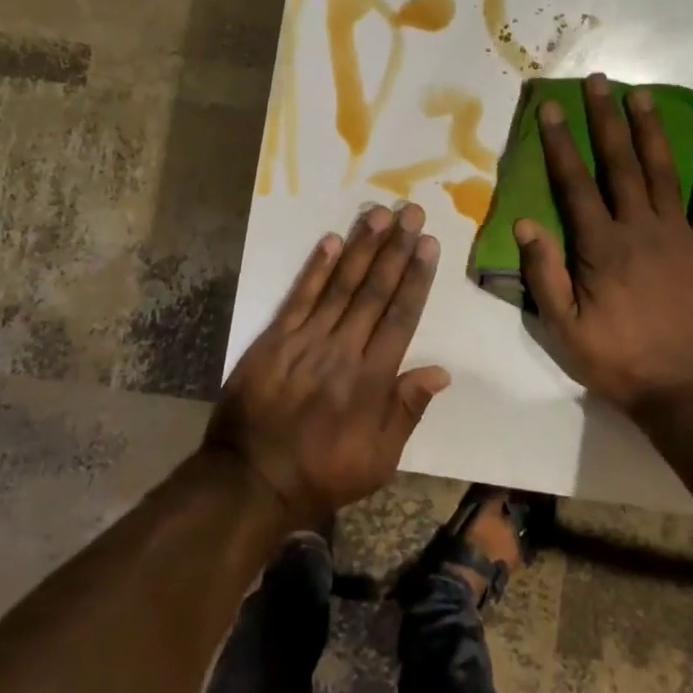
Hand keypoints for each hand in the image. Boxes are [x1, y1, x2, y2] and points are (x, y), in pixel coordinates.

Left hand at [207, 204, 449, 526]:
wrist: (251, 479)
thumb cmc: (322, 473)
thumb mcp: (379, 461)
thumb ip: (407, 411)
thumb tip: (442, 372)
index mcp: (372, 379)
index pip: (400, 317)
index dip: (415, 277)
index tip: (427, 244)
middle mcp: (343, 350)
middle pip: (374, 291)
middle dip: (395, 249)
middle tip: (411, 212)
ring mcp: (306, 341)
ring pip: (340, 286)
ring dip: (361, 248)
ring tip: (379, 214)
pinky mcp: (275, 339)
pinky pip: (299, 297)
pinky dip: (315, 268)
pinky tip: (331, 240)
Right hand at [515, 73, 692, 413]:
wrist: (690, 390)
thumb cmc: (620, 360)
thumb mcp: (565, 328)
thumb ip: (544, 274)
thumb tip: (524, 224)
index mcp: (602, 246)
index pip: (575, 183)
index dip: (560, 143)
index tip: (550, 108)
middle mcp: (641, 228)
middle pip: (620, 164)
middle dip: (605, 119)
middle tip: (598, 81)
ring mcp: (682, 235)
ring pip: (663, 171)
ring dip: (650, 130)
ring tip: (641, 95)